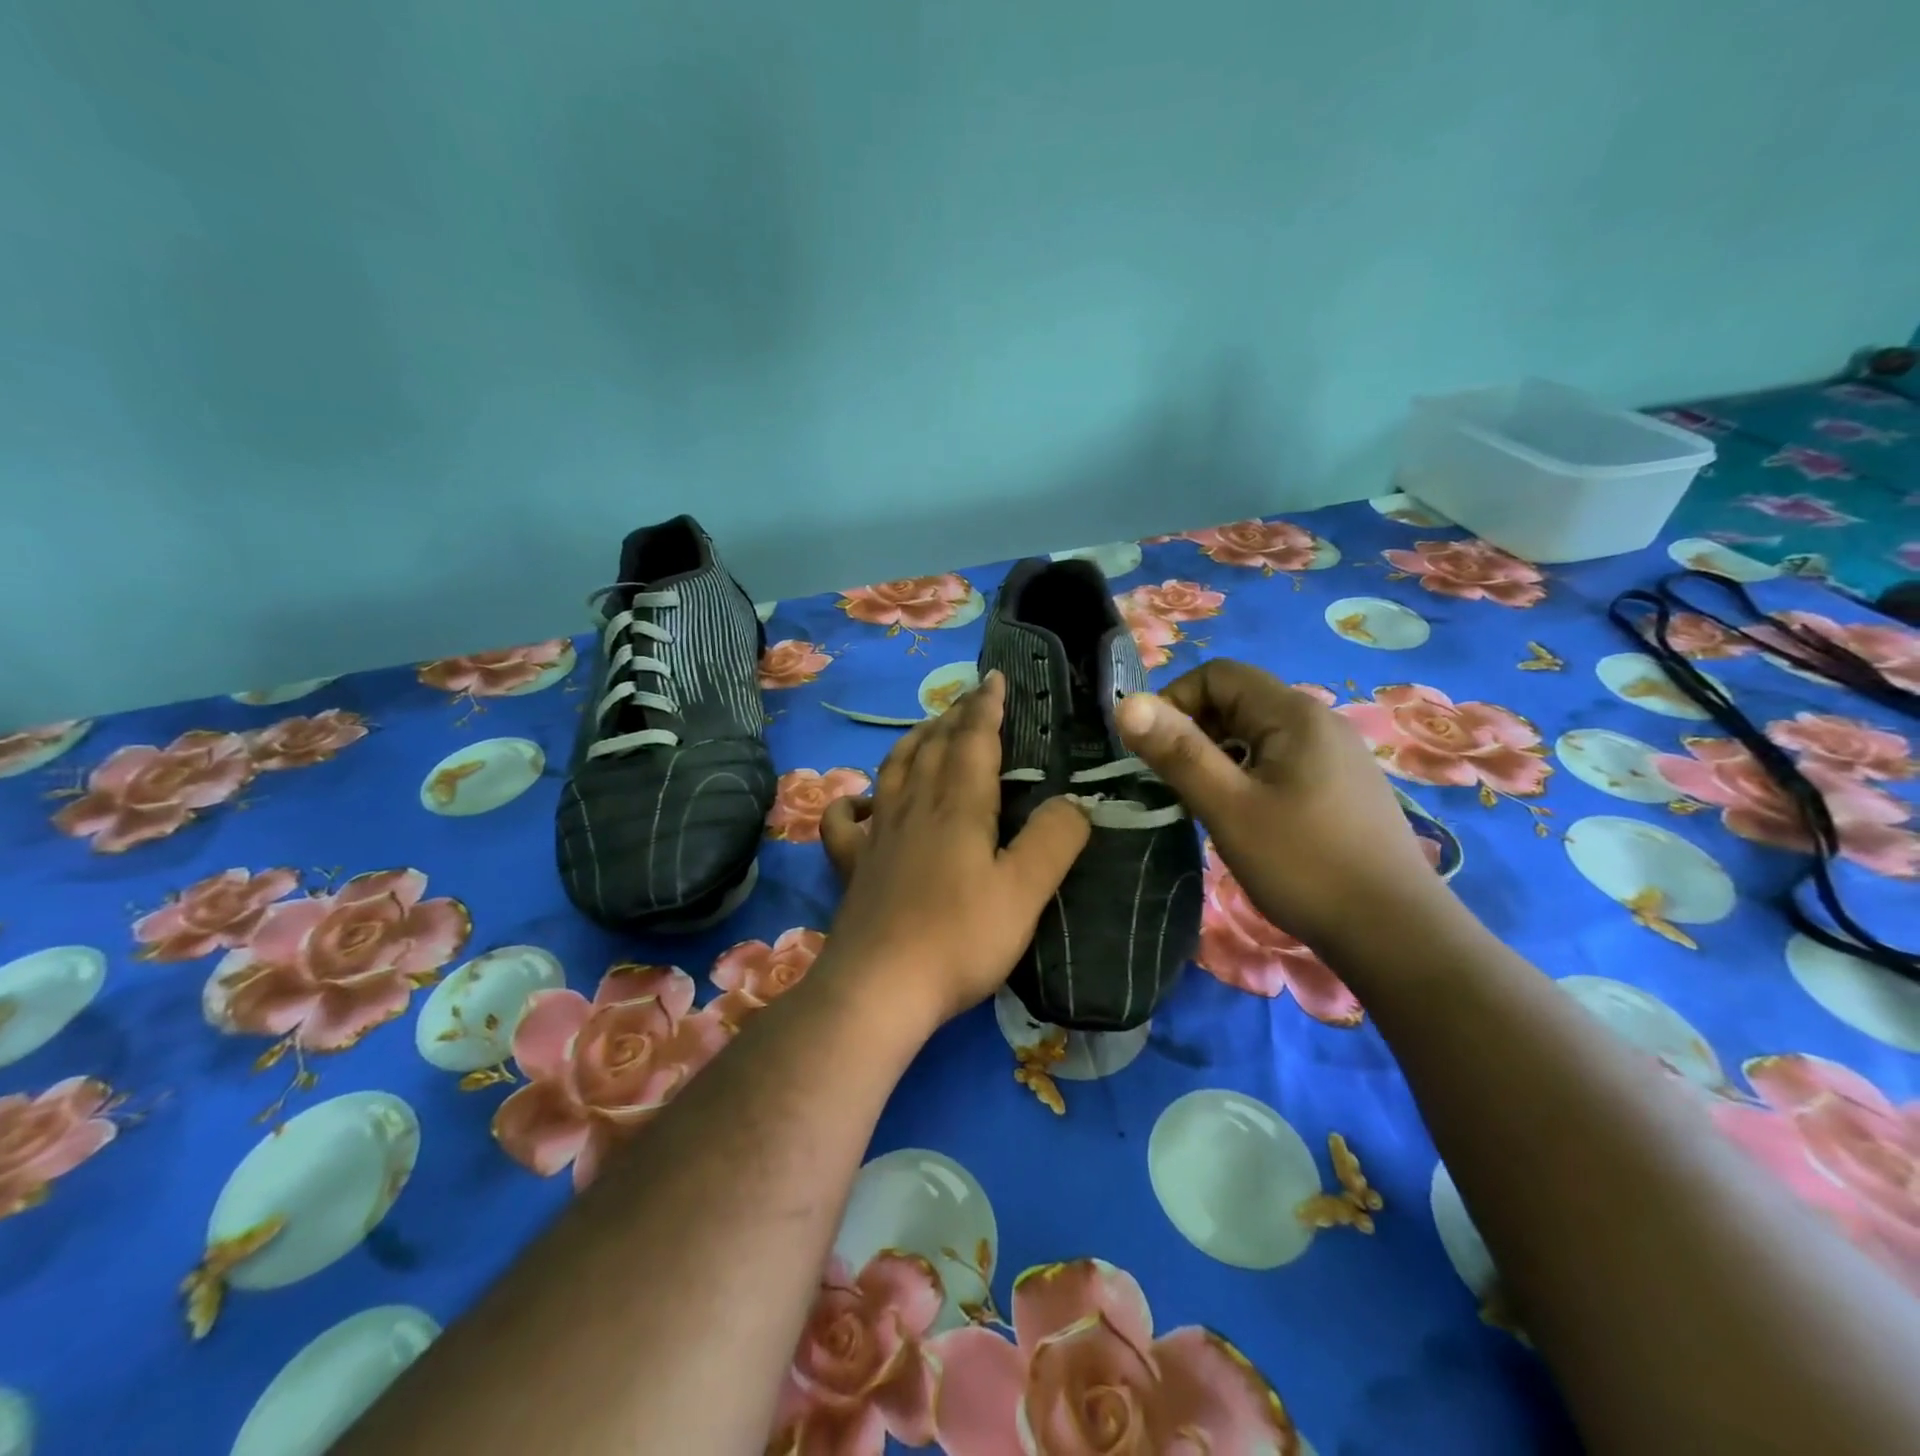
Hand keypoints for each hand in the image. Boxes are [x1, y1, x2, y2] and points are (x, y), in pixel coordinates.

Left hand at [819, 671, 1091, 1029]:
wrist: (881, 987)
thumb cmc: (960, 938)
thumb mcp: (1025, 891)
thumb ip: (1054, 840)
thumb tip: (1075, 802)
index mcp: (958, 806)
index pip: (974, 739)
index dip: (986, 706)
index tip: (995, 677)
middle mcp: (914, 807)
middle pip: (933, 746)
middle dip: (954, 716)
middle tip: (969, 697)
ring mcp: (877, 835)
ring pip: (893, 770)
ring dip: (913, 742)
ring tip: (927, 729)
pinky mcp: (853, 865)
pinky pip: (844, 822)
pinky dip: (851, 802)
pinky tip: (860, 801)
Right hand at [1114, 658, 1453, 955]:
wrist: (1395, 933)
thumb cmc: (1303, 865)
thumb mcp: (1228, 808)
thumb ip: (1177, 752)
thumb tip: (1126, 703)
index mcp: (1294, 714)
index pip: (1218, 674)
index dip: (1176, 701)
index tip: (1157, 752)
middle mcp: (1319, 721)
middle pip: (1238, 700)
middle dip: (1195, 731)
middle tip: (1176, 783)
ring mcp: (1336, 754)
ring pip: (1257, 734)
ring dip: (1219, 756)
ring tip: (1207, 804)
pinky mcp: (1342, 785)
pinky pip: (1280, 760)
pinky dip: (1248, 775)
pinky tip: (1247, 819)